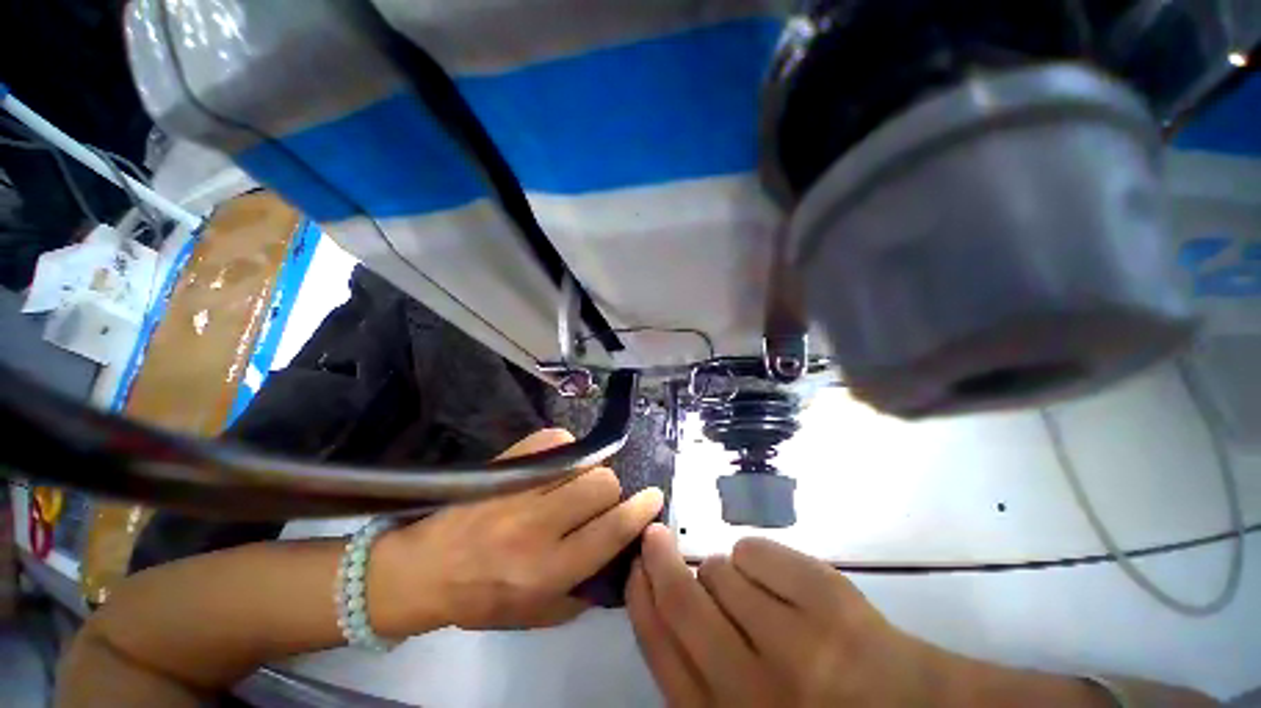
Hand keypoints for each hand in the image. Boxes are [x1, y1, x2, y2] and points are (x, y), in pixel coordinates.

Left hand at [370, 429, 663, 634]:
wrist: (424, 570)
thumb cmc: (483, 598)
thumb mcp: (537, 615)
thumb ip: (583, 591)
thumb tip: (618, 552)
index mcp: (549, 569)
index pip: (611, 531)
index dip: (640, 511)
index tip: (654, 497)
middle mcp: (538, 526)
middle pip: (602, 485)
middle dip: (609, 492)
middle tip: (596, 501)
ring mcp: (520, 490)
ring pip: (583, 462)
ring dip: (588, 472)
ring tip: (574, 483)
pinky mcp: (507, 465)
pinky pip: (555, 440)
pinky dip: (565, 450)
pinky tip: (557, 465)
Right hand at [626, 525, 941, 706]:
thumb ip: (701, 669)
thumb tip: (663, 599)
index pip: (662, 650)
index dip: (641, 599)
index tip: (635, 566)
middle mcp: (755, 691)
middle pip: (684, 601)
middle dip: (660, 559)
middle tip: (655, 535)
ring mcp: (798, 645)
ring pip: (722, 569)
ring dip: (724, 570)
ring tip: (752, 592)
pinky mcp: (829, 602)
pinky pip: (757, 551)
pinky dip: (756, 556)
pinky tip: (780, 581)